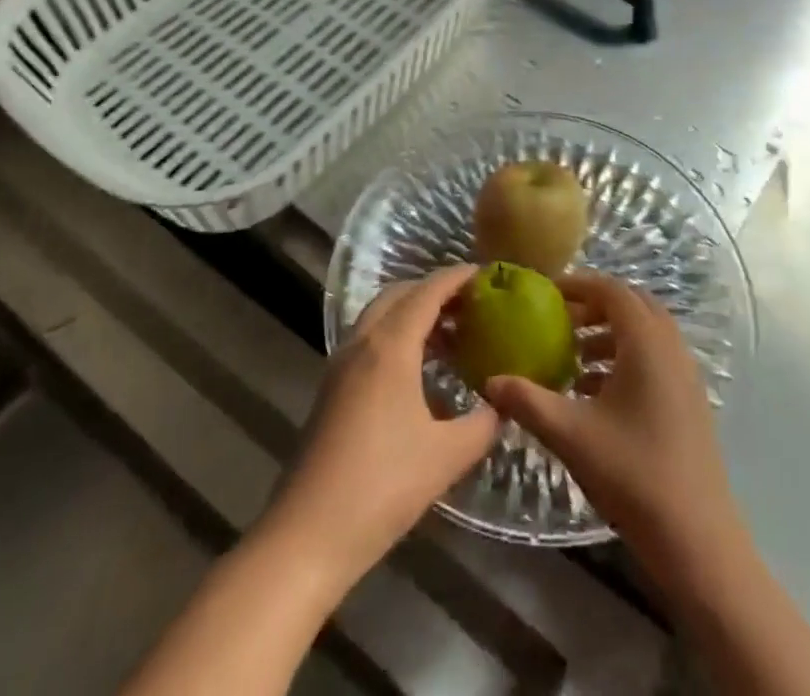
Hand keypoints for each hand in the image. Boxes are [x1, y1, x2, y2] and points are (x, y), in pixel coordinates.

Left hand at [263, 265, 497, 589]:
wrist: (307, 536)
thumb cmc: (382, 487)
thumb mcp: (446, 457)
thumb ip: (483, 424)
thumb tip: (503, 404)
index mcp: (390, 345)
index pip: (428, 290)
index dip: (458, 277)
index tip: (488, 274)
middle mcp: (362, 342)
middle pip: (400, 294)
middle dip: (435, 290)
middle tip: (472, 305)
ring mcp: (341, 364)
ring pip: (380, 316)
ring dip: (413, 313)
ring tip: (451, 335)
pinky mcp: (331, 388)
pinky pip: (369, 340)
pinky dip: (396, 336)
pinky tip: (418, 371)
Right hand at [484, 273, 741, 579]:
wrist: (697, 539)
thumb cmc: (633, 473)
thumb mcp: (571, 435)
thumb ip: (528, 401)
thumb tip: (490, 381)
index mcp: (646, 342)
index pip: (612, 290)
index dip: (579, 284)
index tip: (546, 292)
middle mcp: (671, 347)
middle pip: (632, 305)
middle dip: (594, 305)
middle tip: (558, 320)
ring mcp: (685, 374)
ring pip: (644, 333)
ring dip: (609, 334)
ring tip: (572, 358)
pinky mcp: (690, 400)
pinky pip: (654, 358)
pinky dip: (625, 358)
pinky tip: (595, 392)